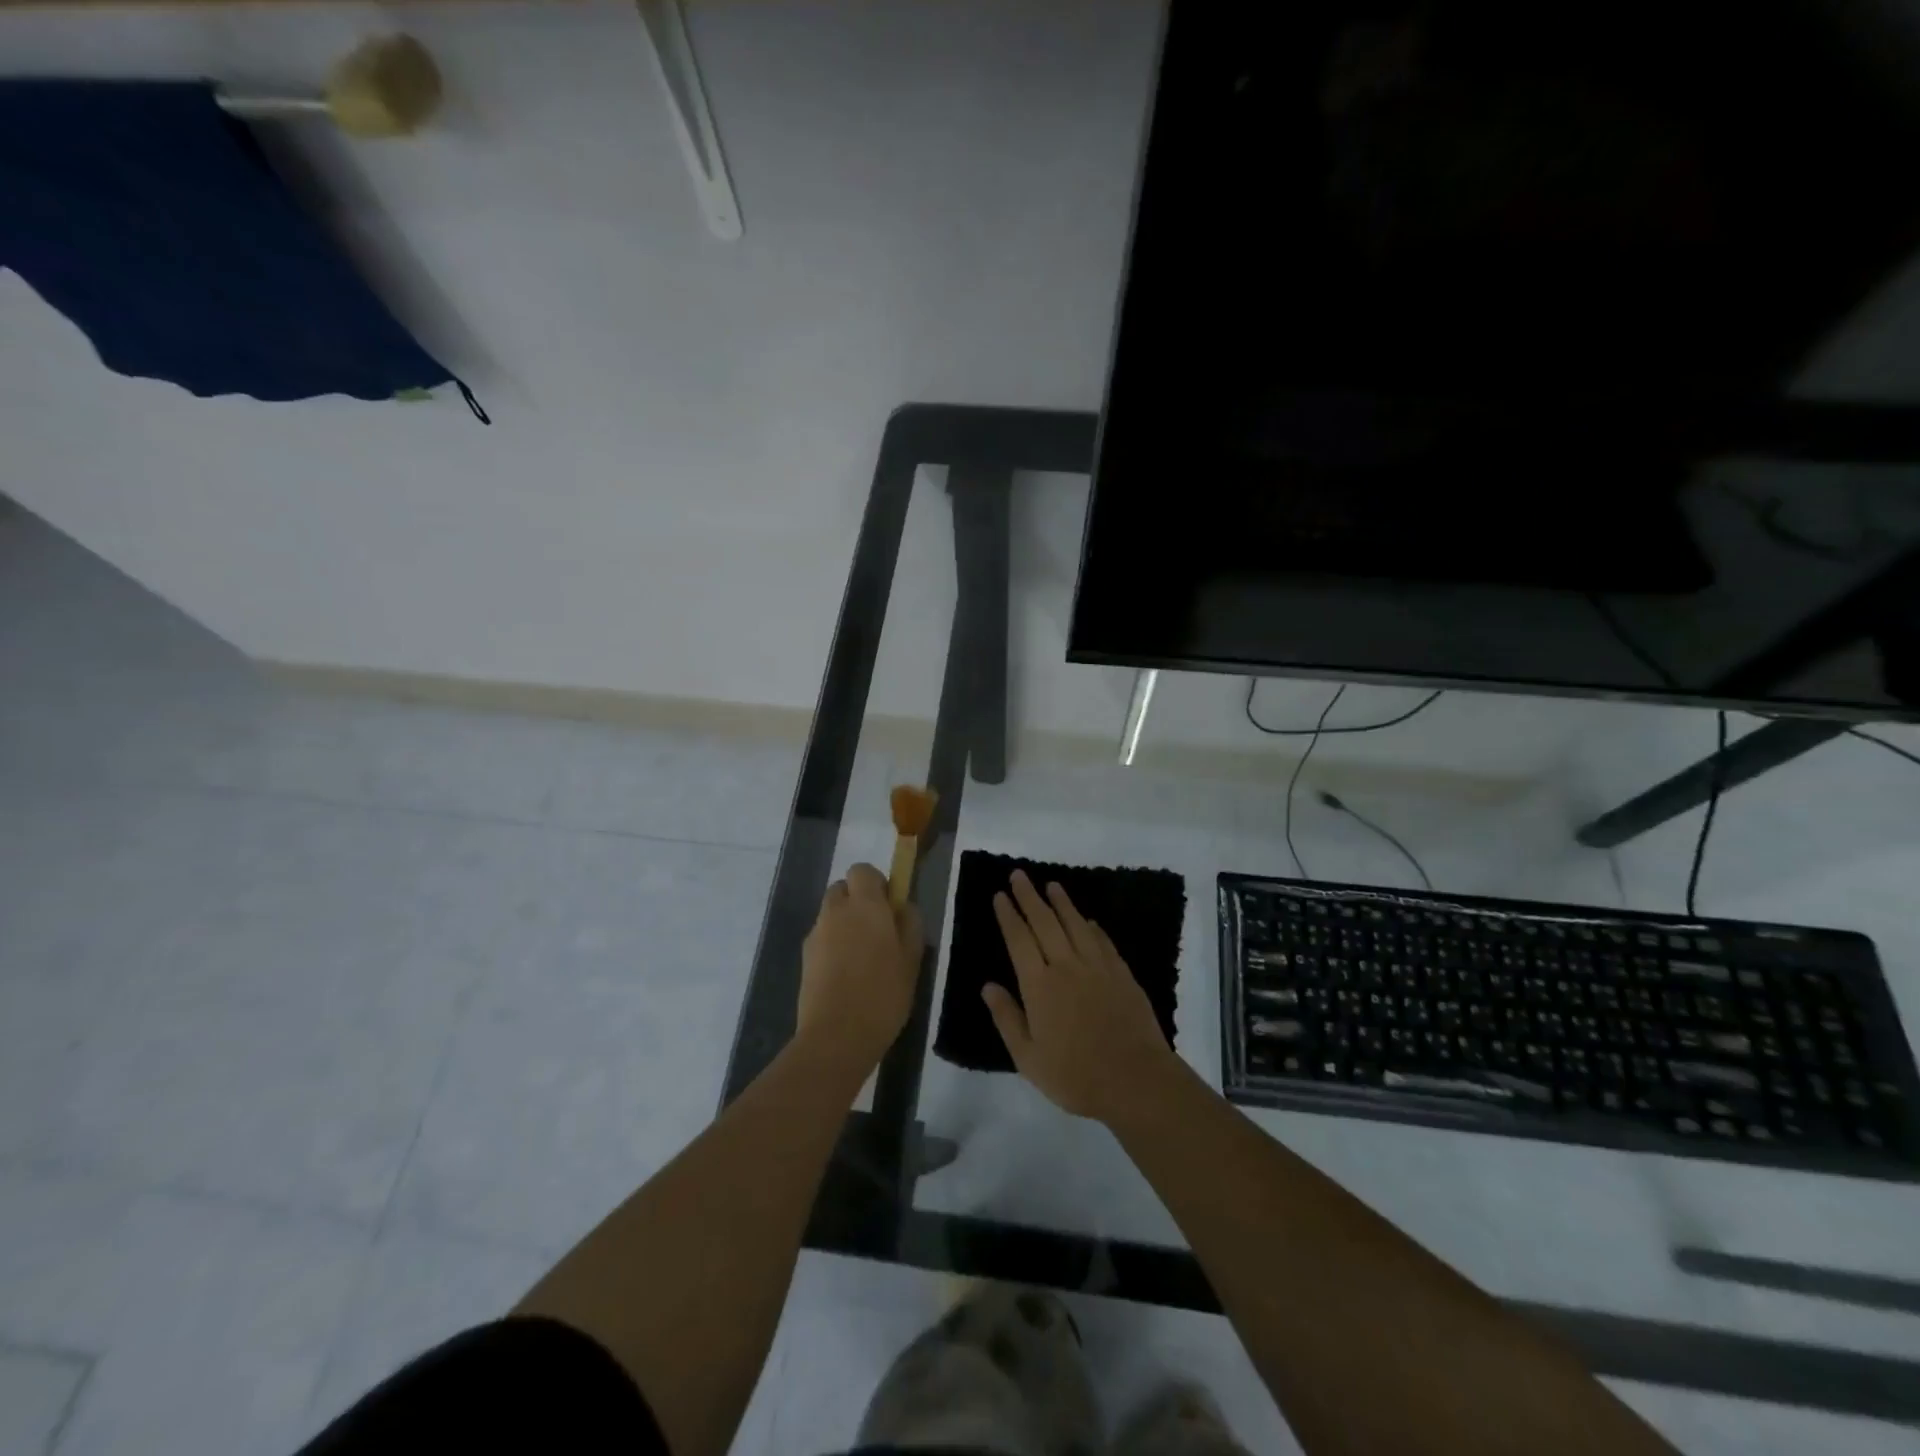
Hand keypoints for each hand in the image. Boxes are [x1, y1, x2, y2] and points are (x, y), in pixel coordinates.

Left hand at [797, 863, 923, 1076]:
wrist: (836, 1036)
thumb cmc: (883, 994)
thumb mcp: (912, 959)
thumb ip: (909, 924)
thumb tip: (902, 906)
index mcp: (865, 905)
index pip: (862, 870)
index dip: (876, 883)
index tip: (889, 907)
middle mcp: (836, 911)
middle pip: (842, 889)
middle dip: (857, 901)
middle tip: (877, 931)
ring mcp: (816, 934)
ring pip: (830, 914)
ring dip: (844, 924)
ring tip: (863, 958)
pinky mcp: (804, 958)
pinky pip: (822, 939)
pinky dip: (833, 946)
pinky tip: (847, 976)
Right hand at [983, 870, 1178, 1122]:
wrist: (1135, 1080)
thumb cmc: (1074, 1075)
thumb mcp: (1028, 1057)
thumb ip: (1007, 1018)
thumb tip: (988, 986)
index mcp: (1039, 985)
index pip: (1019, 940)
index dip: (1009, 916)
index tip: (1000, 895)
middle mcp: (1066, 966)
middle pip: (1045, 923)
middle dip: (1030, 897)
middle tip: (1019, 875)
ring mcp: (1097, 967)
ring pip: (1076, 925)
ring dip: (1062, 902)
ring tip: (1052, 884)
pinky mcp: (1122, 974)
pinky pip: (1103, 941)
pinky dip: (1092, 927)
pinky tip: (1087, 920)